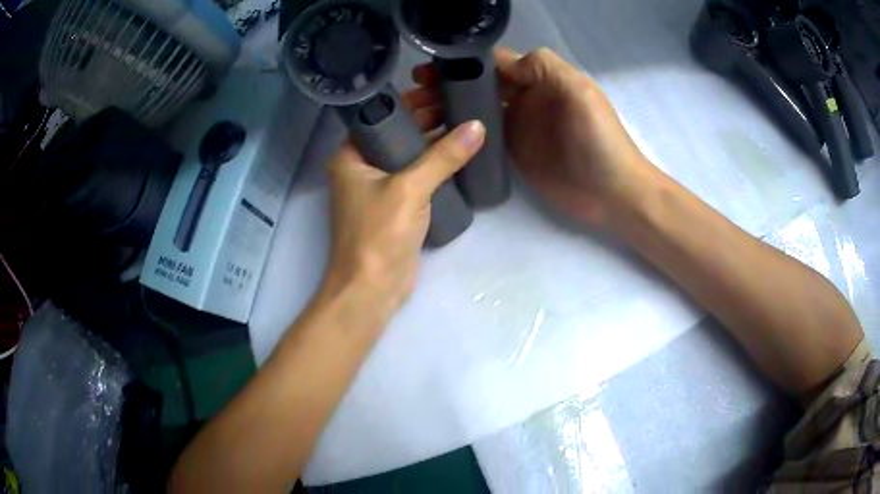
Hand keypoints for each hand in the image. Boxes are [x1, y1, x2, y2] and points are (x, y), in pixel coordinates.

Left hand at [323, 89, 485, 318]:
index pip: (382, 115)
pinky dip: (435, 165)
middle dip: (428, 119)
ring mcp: (378, 187)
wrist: (373, 288)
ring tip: (468, 124)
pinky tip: (460, 155)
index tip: (442, 88)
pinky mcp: (395, 206)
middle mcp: (361, 167)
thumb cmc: (379, 234)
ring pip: (409, 154)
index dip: (411, 100)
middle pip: (398, 133)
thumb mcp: (410, 189)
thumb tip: (477, 127)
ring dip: (435, 142)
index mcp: (351, 155)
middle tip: (462, 104)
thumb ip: (444, 156)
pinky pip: (416, 176)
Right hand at [416, 48, 654, 227]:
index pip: (494, 64)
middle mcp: (525, 99)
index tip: (427, 73)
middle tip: (413, 98)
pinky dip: (460, 136)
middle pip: (479, 86)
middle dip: (446, 87)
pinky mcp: (515, 155)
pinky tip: (436, 139)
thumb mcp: (579, 92)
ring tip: (415, 118)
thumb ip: (543, 67)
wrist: (614, 194)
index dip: (461, 65)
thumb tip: (504, 62)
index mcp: (539, 80)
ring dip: (446, 110)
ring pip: (476, 111)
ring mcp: (519, 128)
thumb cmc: (600, 141)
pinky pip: (483, 139)